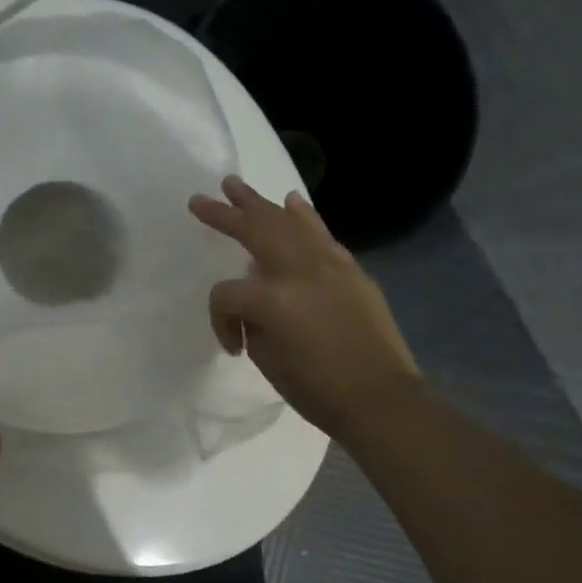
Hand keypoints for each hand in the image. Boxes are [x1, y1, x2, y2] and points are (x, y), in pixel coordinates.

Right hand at [189, 176, 419, 438]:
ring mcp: (329, 264)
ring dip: (260, 203)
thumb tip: (259, 305)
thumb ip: (254, 322)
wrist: (379, 398)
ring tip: (237, 185)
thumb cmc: (316, 389)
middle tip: (202, 199)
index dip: (220, 321)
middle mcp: (299, 270)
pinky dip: (304, 216)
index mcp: (270, 299)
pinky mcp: (351, 269)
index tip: (234, 347)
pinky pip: (321, 234)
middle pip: (254, 231)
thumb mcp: (267, 359)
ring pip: (288, 222)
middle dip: (225, 214)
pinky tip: (293, 202)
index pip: (227, 293)